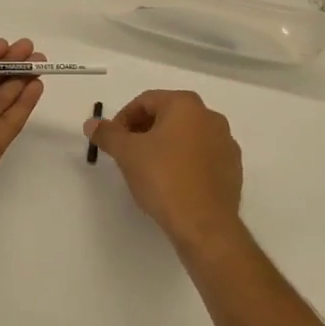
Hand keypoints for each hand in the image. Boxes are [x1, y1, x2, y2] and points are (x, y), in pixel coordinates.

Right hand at [85, 90, 243, 254]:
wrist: (205, 224)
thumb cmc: (163, 178)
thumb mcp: (127, 153)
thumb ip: (107, 134)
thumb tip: (91, 124)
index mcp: (186, 105)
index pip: (146, 101)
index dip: (123, 119)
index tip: (112, 141)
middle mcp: (210, 117)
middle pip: (168, 115)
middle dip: (143, 131)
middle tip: (127, 154)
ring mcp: (226, 143)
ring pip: (186, 136)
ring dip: (164, 146)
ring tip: (148, 169)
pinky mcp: (233, 168)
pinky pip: (202, 156)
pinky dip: (184, 162)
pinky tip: (172, 183)